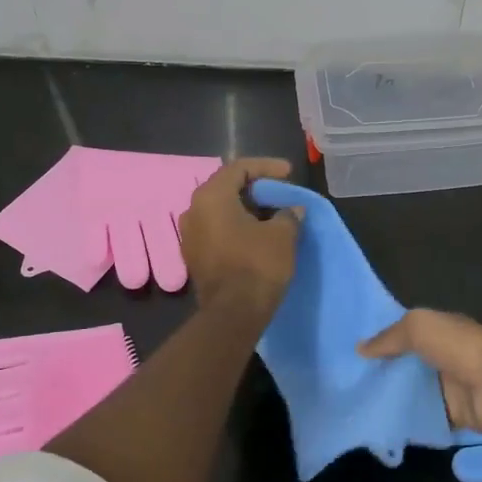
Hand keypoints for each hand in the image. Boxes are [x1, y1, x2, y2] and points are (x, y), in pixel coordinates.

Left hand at [179, 158, 303, 315]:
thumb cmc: (257, 265)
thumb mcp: (283, 235)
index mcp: (211, 197)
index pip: (239, 168)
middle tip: (280, 193)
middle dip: (256, 189)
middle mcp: (193, 211)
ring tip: (273, 215)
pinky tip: (258, 235)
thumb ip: (288, 214)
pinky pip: (217, 230)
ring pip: (221, 211)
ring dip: (246, 209)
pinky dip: (237, 227)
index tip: (288, 173)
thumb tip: (292, 210)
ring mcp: (189, 235)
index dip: (266, 167)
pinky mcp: (194, 257)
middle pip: (226, 188)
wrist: (233, 314)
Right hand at [359, 309, 481, 436]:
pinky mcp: (455, 415)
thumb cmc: (459, 347)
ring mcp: (450, 387)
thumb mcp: (418, 327)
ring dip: (394, 399)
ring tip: (358, 407)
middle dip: (383, 372)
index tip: (352, 353)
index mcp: (439, 331)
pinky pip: (427, 418)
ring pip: (415, 392)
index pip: (405, 334)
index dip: (382, 341)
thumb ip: (389, 338)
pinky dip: (410, 423)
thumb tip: (360, 349)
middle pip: (408, 365)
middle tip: (348, 384)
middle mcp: (444, 356)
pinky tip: (383, 427)